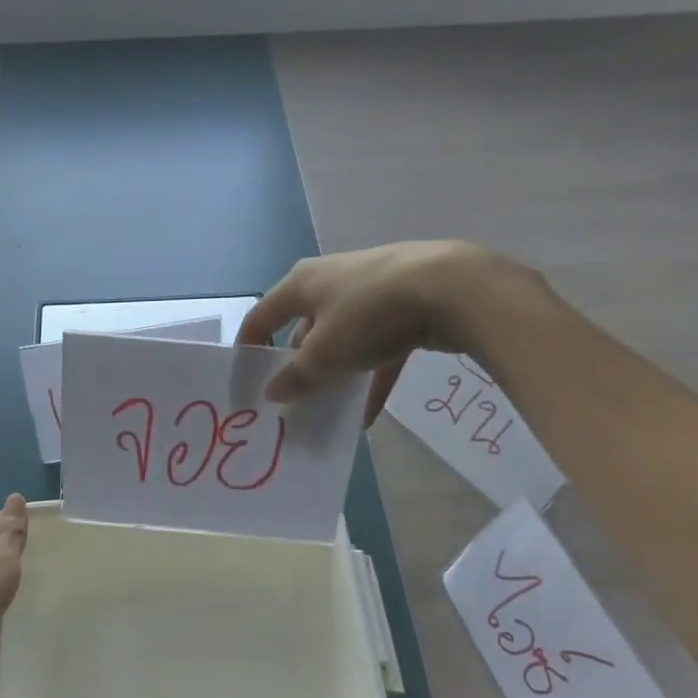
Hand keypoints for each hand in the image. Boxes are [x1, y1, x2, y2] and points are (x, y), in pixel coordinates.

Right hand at [239, 241, 514, 423]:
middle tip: (289, 400)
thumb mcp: (324, 354)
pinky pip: (379, 350)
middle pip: (303, 327)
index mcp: (302, 284)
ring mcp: (372, 292)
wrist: (452, 289)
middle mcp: (332, 281)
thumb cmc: (369, 315)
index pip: (262, 315)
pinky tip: (368, 416)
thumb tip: (272, 392)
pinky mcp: (405, 307)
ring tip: (325, 409)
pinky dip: (371, 379)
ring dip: (334, 373)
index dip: (249, 348)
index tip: (245, 381)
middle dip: (296, 365)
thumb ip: (295, 377)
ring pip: (342, 339)